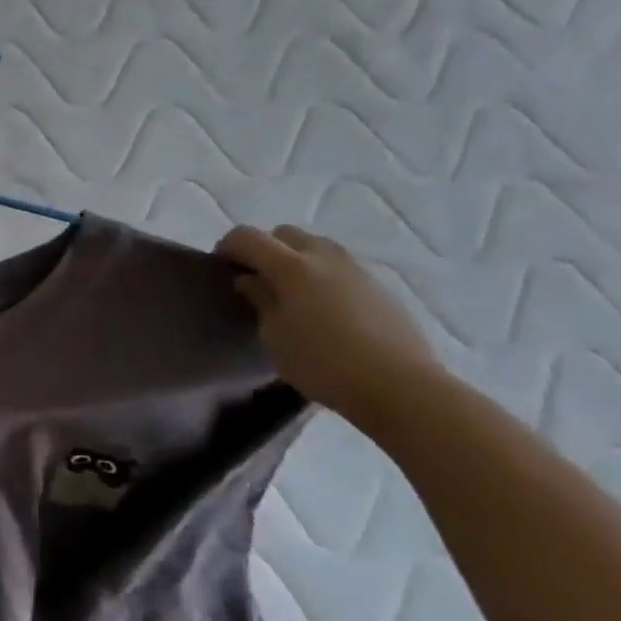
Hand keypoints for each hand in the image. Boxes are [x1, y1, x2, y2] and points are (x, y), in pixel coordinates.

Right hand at [216, 225, 445, 419]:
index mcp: (291, 266)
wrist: (400, 387)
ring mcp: (356, 270)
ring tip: (290, 292)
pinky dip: (322, 276)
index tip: (220, 267)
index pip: (248, 237)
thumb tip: (251, 280)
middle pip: (284, 234)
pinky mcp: (379, 288)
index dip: (228, 246)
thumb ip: (260, 300)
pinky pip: (340, 268)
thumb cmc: (323, 363)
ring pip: (316, 247)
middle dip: (264, 248)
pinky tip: (323, 309)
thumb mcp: (275, 336)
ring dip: (296, 259)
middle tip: (255, 277)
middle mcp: (323, 257)